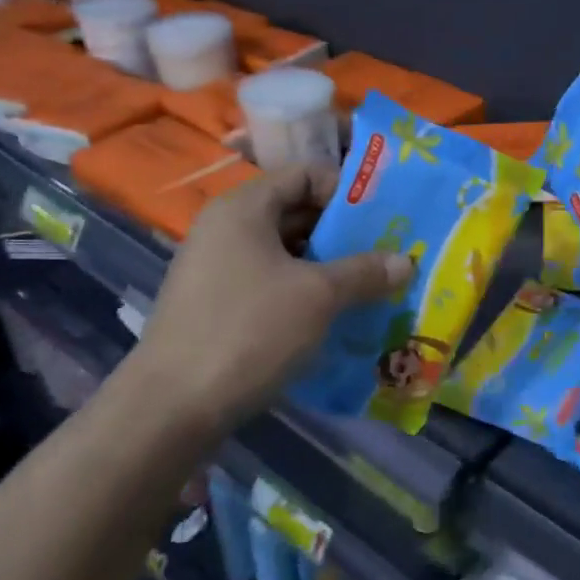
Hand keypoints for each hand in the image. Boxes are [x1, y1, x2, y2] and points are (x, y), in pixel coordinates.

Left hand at [127, 164, 410, 431]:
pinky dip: (305, 291)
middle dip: (345, 232)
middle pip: (297, 212)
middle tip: (388, 253)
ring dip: (329, 265)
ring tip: (371, 285)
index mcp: (244, 208)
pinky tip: (335, 314)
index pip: (305, 173)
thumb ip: (365, 272)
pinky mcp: (218, 304)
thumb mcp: (319, 296)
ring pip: (286, 252)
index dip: (348, 189)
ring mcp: (218, 268)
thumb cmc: (249, 330)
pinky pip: (272, 282)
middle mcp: (226, 229)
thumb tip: (406, 261)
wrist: (173, 406)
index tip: (385, 217)